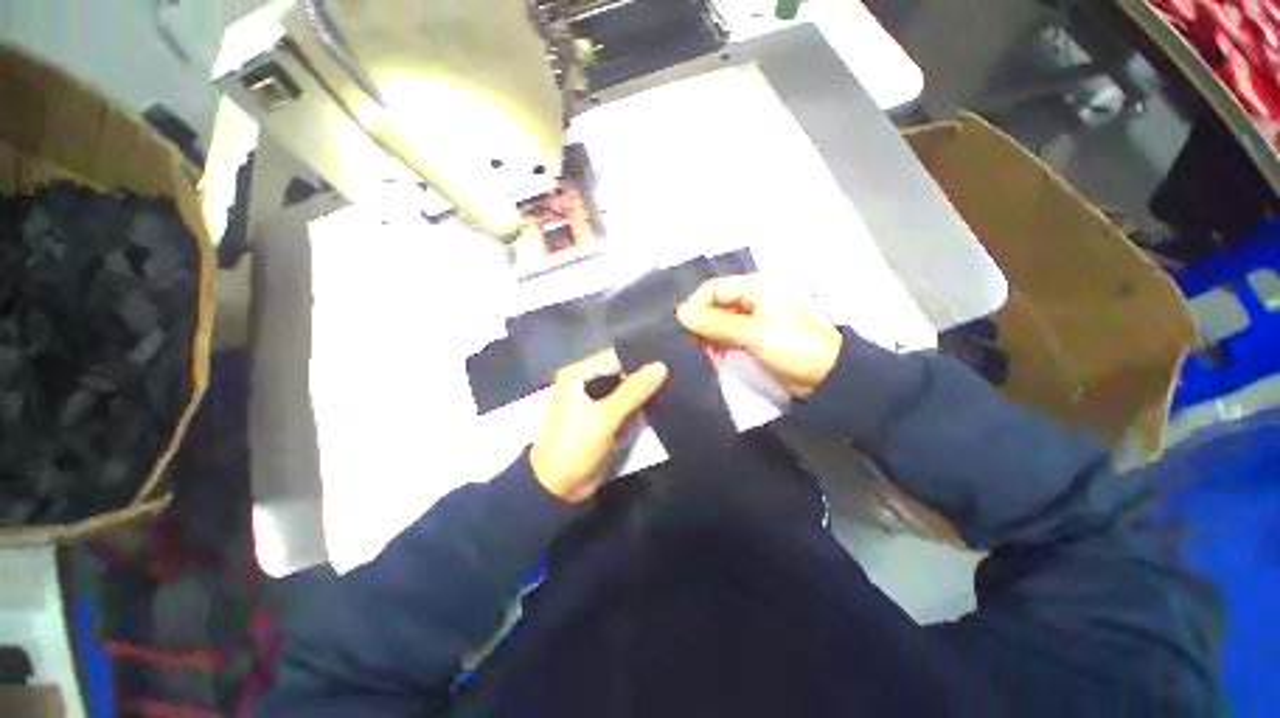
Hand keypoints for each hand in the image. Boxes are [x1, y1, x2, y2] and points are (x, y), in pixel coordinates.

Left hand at [530, 351, 667, 501]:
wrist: (558, 488)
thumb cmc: (575, 446)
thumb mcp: (605, 417)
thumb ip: (633, 391)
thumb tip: (661, 366)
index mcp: (579, 375)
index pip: (616, 357)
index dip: (640, 359)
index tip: (669, 360)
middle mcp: (586, 383)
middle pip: (621, 372)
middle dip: (644, 376)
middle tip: (676, 374)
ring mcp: (595, 401)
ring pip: (625, 390)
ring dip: (644, 393)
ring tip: (674, 387)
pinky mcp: (603, 418)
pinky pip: (625, 406)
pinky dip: (639, 407)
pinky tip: (661, 404)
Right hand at [676, 275, 841, 398]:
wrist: (825, 377)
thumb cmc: (791, 346)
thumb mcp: (752, 333)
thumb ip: (715, 323)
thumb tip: (680, 313)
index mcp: (757, 286)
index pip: (715, 289)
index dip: (696, 306)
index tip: (683, 328)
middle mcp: (753, 297)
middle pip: (715, 304)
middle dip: (702, 324)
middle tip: (694, 346)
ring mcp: (753, 318)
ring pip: (719, 321)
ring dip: (709, 337)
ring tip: (705, 355)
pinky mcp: (753, 336)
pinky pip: (727, 335)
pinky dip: (718, 345)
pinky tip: (713, 358)